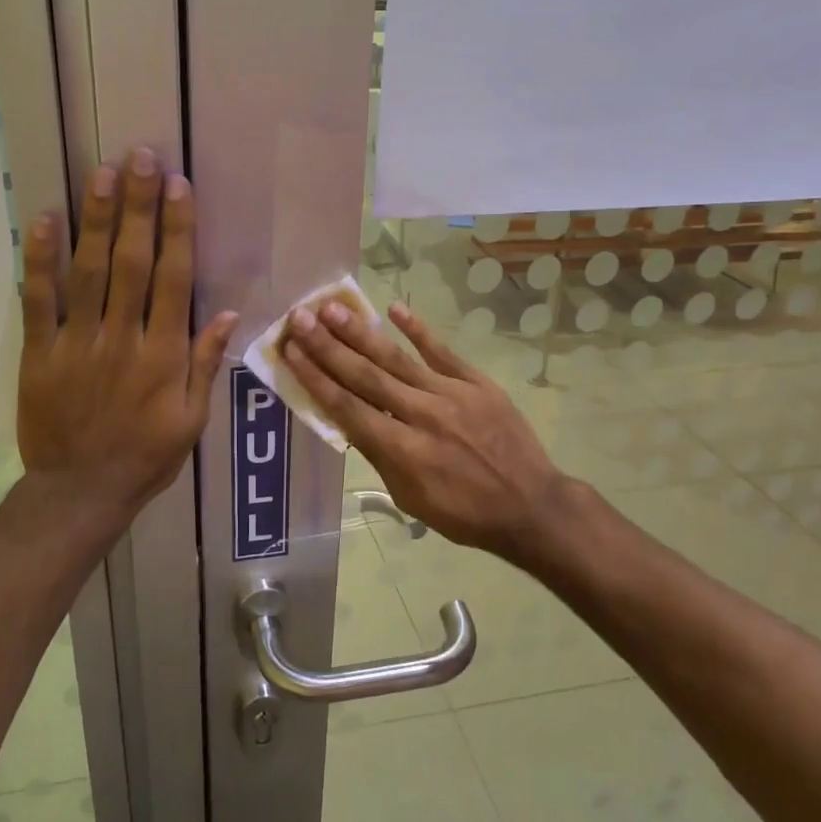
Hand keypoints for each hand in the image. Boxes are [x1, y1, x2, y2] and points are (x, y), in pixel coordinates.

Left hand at [17, 149, 237, 522]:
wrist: (80, 492)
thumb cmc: (146, 457)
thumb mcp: (192, 420)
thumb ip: (205, 364)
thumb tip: (227, 312)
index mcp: (164, 355)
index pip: (173, 279)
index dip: (177, 229)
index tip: (177, 187)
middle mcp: (122, 338)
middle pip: (131, 262)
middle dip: (138, 207)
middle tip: (140, 157)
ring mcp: (77, 343)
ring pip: (87, 271)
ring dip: (96, 219)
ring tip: (103, 173)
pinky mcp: (39, 353)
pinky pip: (38, 300)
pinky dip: (40, 260)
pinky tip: (46, 220)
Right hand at [281, 299, 571, 562]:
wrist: (530, 505)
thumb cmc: (464, 513)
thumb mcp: (411, 498)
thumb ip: (379, 455)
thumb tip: (350, 421)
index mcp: (401, 450)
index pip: (347, 406)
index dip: (314, 377)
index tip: (290, 350)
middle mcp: (421, 414)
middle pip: (365, 375)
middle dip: (327, 346)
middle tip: (299, 318)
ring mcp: (451, 394)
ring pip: (397, 357)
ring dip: (361, 332)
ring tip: (332, 308)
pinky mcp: (477, 383)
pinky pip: (442, 351)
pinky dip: (418, 330)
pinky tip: (394, 309)